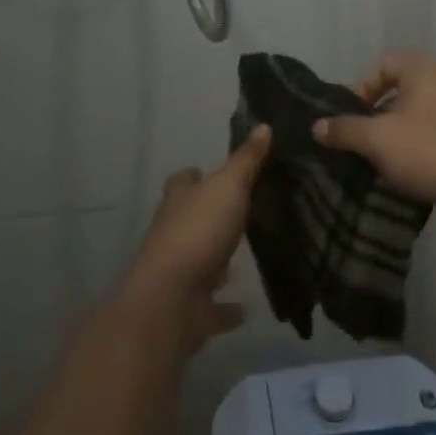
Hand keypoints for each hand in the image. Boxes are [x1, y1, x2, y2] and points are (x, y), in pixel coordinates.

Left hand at [120, 126, 269, 350]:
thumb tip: (264, 126)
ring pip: (199, 260)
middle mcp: (173, 233)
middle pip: (190, 218)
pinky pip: (211, 306)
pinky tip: (245, 308)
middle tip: (242, 211)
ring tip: (246, 255)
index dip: (196, 175)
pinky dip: (226, 308)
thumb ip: (247, 160)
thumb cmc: (199, 232)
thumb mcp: (229, 186)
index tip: (213, 172)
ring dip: (217, 260)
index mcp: (179, 201)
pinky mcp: (189, 308)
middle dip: (209, 215)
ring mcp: (179, 272)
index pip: (184, 180)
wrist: (171, 301)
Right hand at [312, 54, 435, 218]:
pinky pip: (435, 135)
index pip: (380, 66)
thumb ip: (345, 130)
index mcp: (421, 68)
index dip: (359, 91)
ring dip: (396, 138)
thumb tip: (317, 126)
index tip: (349, 122)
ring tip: (382, 165)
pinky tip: (411, 175)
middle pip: (397, 91)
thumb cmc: (434, 150)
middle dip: (375, 119)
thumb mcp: (379, 140)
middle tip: (361, 146)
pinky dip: (419, 150)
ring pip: (416, 116)